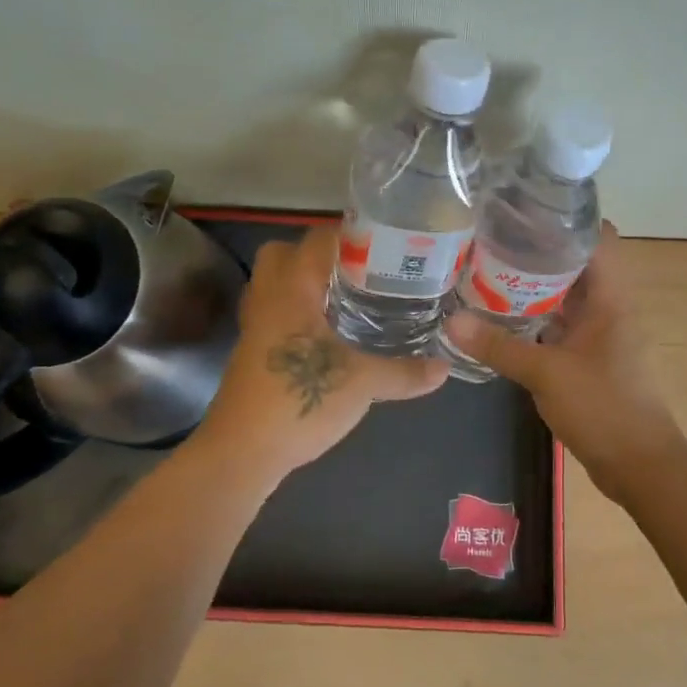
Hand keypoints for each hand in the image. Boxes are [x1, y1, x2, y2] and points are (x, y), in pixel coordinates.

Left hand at [198, 224, 448, 477]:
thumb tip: (444, 368)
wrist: (241, 451)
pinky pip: (273, 315)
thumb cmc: (299, 399)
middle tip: (357, 271)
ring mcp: (254, 327)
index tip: (384, 243)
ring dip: (304, 285)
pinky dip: (296, 314)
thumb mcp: (363, 384)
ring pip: (274, 286)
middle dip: (316, 255)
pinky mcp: (251, 353)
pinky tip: (325, 336)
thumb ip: (404, 372)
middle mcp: (268, 299)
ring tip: (345, 299)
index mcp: (291, 290)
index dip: (349, 234)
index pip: (316, 239)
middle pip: (282, 254)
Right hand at [443, 224, 686, 502]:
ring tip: (486, 270)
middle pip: (576, 263)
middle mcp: (609, 307)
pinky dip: (535, 317)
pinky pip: (560, 324)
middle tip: (490, 240)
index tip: (523, 210)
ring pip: (566, 296)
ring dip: (533, 286)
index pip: (597, 237)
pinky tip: (501, 318)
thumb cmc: (604, 408)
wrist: (640, 466)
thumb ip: (499, 346)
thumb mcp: (547, 374)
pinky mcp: (590, 357)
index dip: (566, 218)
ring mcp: (600, 334)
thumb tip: (452, 320)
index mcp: (611, 298)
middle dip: (537, 250)